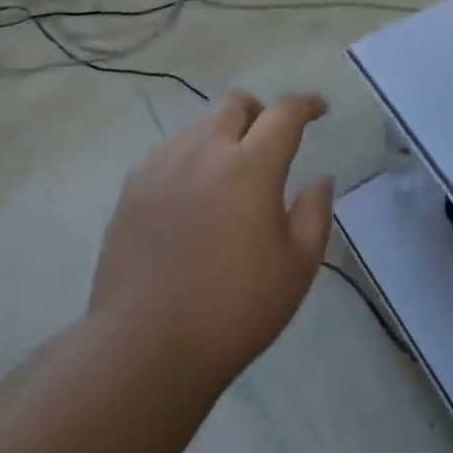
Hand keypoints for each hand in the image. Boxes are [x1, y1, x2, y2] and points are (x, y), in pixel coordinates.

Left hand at [87, 92, 333, 392]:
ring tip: (229, 176)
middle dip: (260, 113)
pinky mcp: (132, 190)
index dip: (306, 104)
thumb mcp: (297, 267)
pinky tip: (191, 197)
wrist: (144, 349)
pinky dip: (190, 160)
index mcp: (251, 166)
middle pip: (236, 104)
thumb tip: (320, 179)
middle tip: (270, 145)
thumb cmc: (234, 310)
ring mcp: (162, 167)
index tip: (319, 109)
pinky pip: (168, 153)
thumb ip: (315, 213)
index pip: (284, 113)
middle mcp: (205, 152)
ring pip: (200, 126)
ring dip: (223, 136)